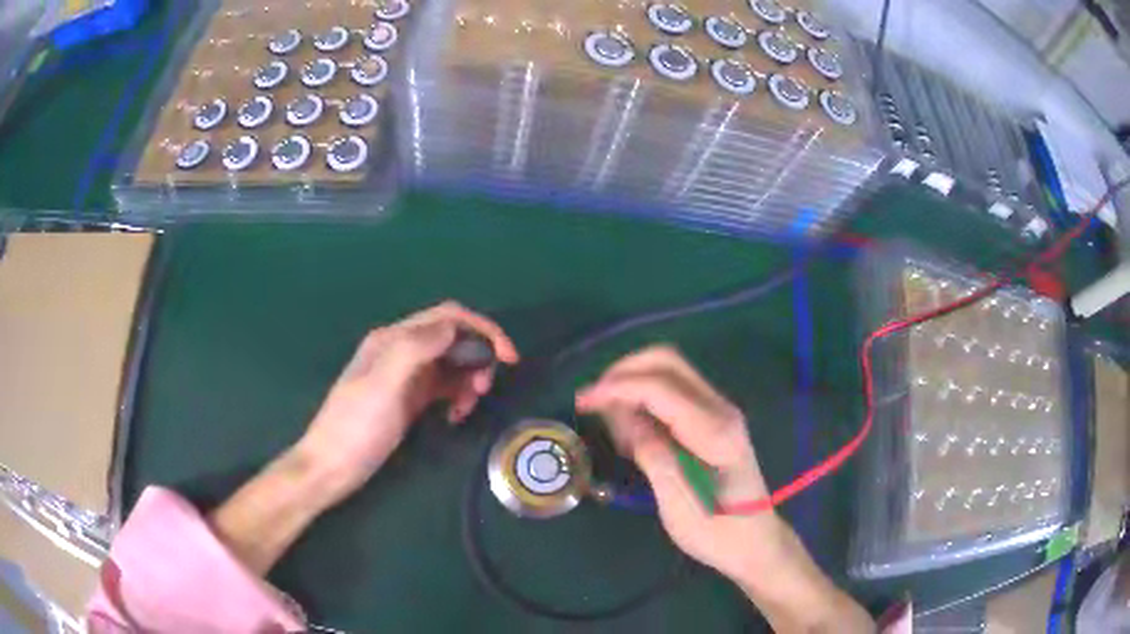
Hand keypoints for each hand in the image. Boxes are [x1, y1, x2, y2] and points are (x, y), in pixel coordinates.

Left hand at [211, 301, 517, 575]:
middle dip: (477, 357)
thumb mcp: (384, 385)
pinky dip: (457, 397)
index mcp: (393, 339)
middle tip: (484, 390)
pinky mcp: (409, 400)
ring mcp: (405, 377)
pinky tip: (455, 417)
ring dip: (469, 380)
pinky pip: (443, 388)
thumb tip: (454, 327)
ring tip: (468, 408)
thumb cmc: (355, 426)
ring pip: (451, 364)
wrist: (332, 467)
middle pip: (453, 339)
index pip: (447, 317)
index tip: (508, 357)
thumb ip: (416, 348)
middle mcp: (401, 351)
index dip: (482, 329)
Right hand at [576, 346, 872, 632]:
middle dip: (624, 372)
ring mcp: (719, 411)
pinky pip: (672, 392)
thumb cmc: (717, 532)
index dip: (617, 387)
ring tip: (613, 425)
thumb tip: (623, 418)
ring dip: (633, 384)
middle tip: (594, 402)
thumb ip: (653, 455)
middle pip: (667, 361)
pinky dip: (644, 398)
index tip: (582, 401)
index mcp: (714, 431)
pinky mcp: (712, 420)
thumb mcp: (678, 503)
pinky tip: (632, 430)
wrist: (754, 542)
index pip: (660, 387)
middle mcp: (720, 409)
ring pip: (668, 372)